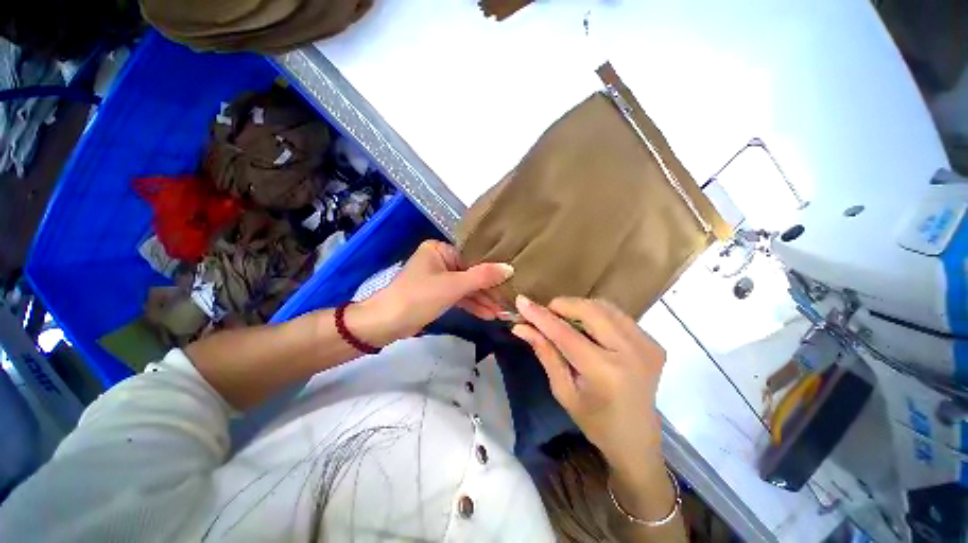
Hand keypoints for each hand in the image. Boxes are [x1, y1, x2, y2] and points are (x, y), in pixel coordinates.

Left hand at [364, 240, 512, 342]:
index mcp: (440, 249)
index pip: (472, 256)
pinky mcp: (438, 295)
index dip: (492, 269)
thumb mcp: (453, 286)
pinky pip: (459, 296)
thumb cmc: (419, 297)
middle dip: (488, 290)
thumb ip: (482, 277)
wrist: (386, 324)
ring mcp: (439, 278)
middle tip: (508, 300)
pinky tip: (488, 315)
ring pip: (466, 287)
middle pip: (471, 273)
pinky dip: (472, 305)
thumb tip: (510, 268)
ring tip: (501, 312)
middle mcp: (440, 260)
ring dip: (482, 300)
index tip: (512, 279)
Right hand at [511, 296, 665, 473]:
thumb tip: (521, 327)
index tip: (521, 302)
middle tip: (546, 314)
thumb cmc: (595, 421)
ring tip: (564, 321)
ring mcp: (647, 345)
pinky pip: (617, 314)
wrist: (637, 439)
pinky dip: (596, 314)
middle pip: (590, 310)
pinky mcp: (653, 342)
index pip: (566, 333)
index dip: (541, 316)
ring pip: (604, 306)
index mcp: (606, 372)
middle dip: (562, 306)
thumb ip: (545, 352)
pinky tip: (588, 329)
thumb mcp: (563, 390)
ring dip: (578, 308)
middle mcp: (631, 352)